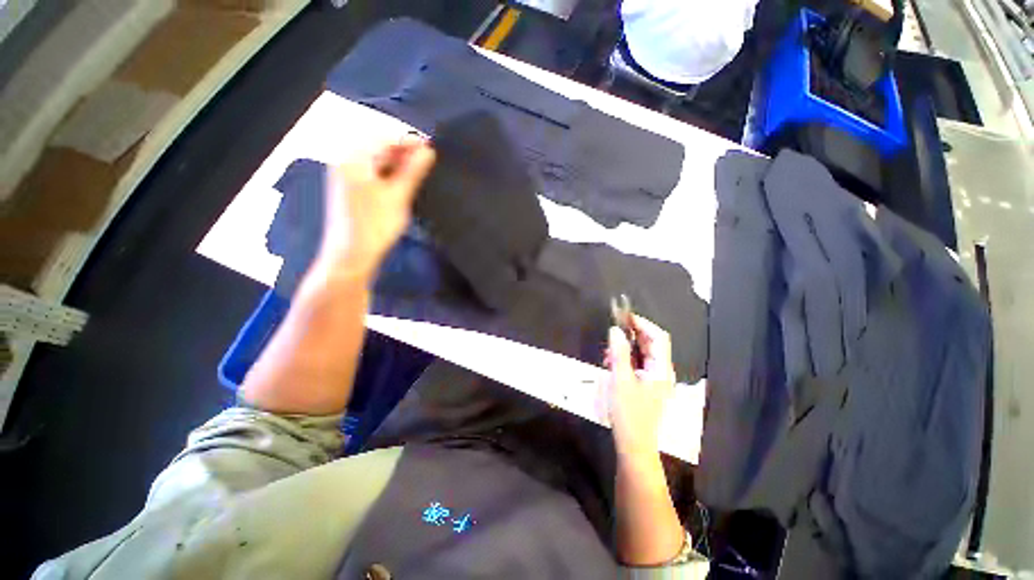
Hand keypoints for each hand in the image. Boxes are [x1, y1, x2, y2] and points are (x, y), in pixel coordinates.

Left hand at [318, 137, 435, 277]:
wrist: (351, 255)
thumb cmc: (375, 225)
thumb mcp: (398, 195)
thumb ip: (413, 171)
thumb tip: (428, 150)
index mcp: (353, 159)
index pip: (384, 138)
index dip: (408, 140)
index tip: (431, 146)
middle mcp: (347, 163)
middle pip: (378, 148)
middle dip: (404, 152)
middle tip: (429, 159)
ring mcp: (348, 178)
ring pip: (377, 162)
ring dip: (399, 164)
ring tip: (421, 170)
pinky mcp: (353, 191)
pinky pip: (374, 175)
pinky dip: (390, 175)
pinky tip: (405, 182)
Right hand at [605, 315, 675, 461]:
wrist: (634, 446)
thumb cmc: (629, 413)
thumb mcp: (620, 380)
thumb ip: (618, 353)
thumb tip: (615, 330)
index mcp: (661, 369)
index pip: (658, 337)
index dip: (643, 323)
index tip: (624, 317)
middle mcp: (661, 372)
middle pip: (651, 344)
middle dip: (632, 335)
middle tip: (613, 332)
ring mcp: (654, 380)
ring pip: (643, 354)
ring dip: (626, 348)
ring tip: (608, 351)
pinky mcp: (646, 386)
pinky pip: (638, 365)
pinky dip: (626, 359)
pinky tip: (611, 363)